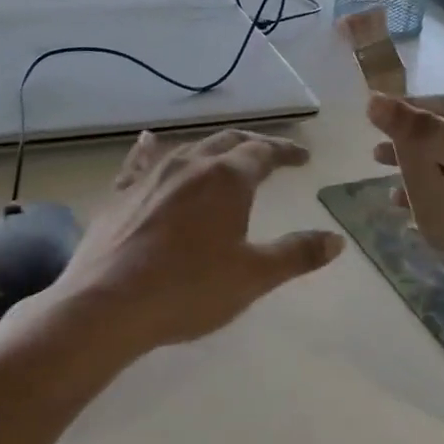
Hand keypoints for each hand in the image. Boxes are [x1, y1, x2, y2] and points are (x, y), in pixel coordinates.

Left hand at [38, 128, 344, 362]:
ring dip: (213, 148)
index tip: (303, 159)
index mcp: (226, 178)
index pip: (264, 152)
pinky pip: (141, 160)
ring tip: (225, 155)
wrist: (108, 302)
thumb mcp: (253, 276)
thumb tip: (336, 239)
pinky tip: (149, 141)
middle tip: (271, 154)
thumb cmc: (188, 289)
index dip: (286, 152)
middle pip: (228, 141)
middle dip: (254, 145)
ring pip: (189, 148)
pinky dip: (152, 149)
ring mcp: (151, 174)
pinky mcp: (121, 191)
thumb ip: (296, 254)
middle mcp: (190, 164)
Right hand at [368, 93, 443, 341]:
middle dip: (408, 142)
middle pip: (443, 140)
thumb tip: (374, 102)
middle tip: (369, 148)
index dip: (409, 108)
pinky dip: (426, 206)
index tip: (369, 112)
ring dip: (414, 173)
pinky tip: (401, 210)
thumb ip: (430, 135)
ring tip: (377, 173)